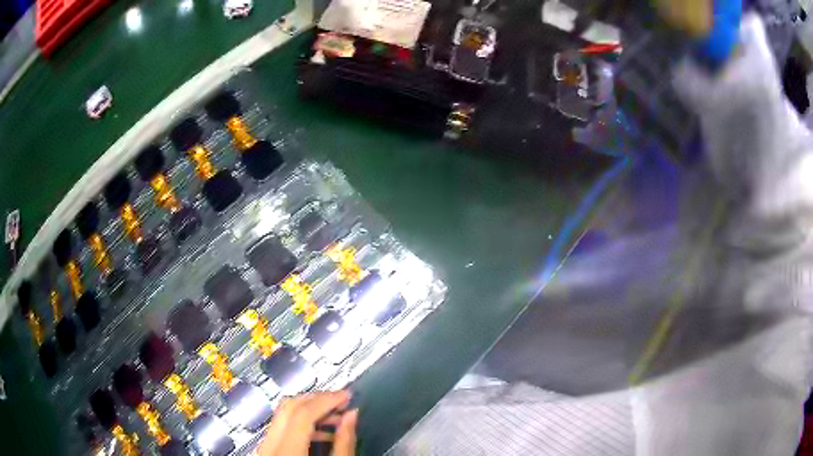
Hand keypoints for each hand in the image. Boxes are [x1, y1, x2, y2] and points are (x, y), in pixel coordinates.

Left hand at [258, 390, 357, 455]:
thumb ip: (344, 443)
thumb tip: (351, 416)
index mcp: (286, 450)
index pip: (303, 412)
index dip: (327, 400)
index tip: (346, 395)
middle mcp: (269, 445)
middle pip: (289, 407)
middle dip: (318, 399)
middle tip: (340, 399)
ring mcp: (265, 446)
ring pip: (283, 414)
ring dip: (310, 410)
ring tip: (335, 416)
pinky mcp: (267, 449)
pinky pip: (281, 427)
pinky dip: (301, 423)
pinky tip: (320, 430)